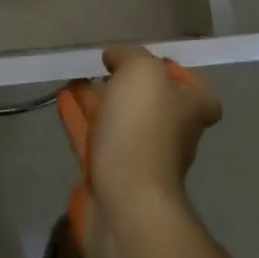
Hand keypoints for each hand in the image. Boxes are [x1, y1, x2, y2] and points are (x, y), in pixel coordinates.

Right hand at [84, 46, 222, 212]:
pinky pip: (93, 138)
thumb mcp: (142, 71)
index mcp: (189, 111)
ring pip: (117, 121)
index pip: (197, 92)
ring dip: (96, 99)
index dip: (177, 76)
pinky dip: (78, 117)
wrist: (125, 202)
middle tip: (99, 67)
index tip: (148, 63)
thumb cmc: (142, 129)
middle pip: (150, 104)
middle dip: (124, 85)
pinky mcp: (108, 176)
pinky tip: (61, 99)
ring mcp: (138, 158)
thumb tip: (115, 59)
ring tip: (72, 78)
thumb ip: (130, 56)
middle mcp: (169, 135)